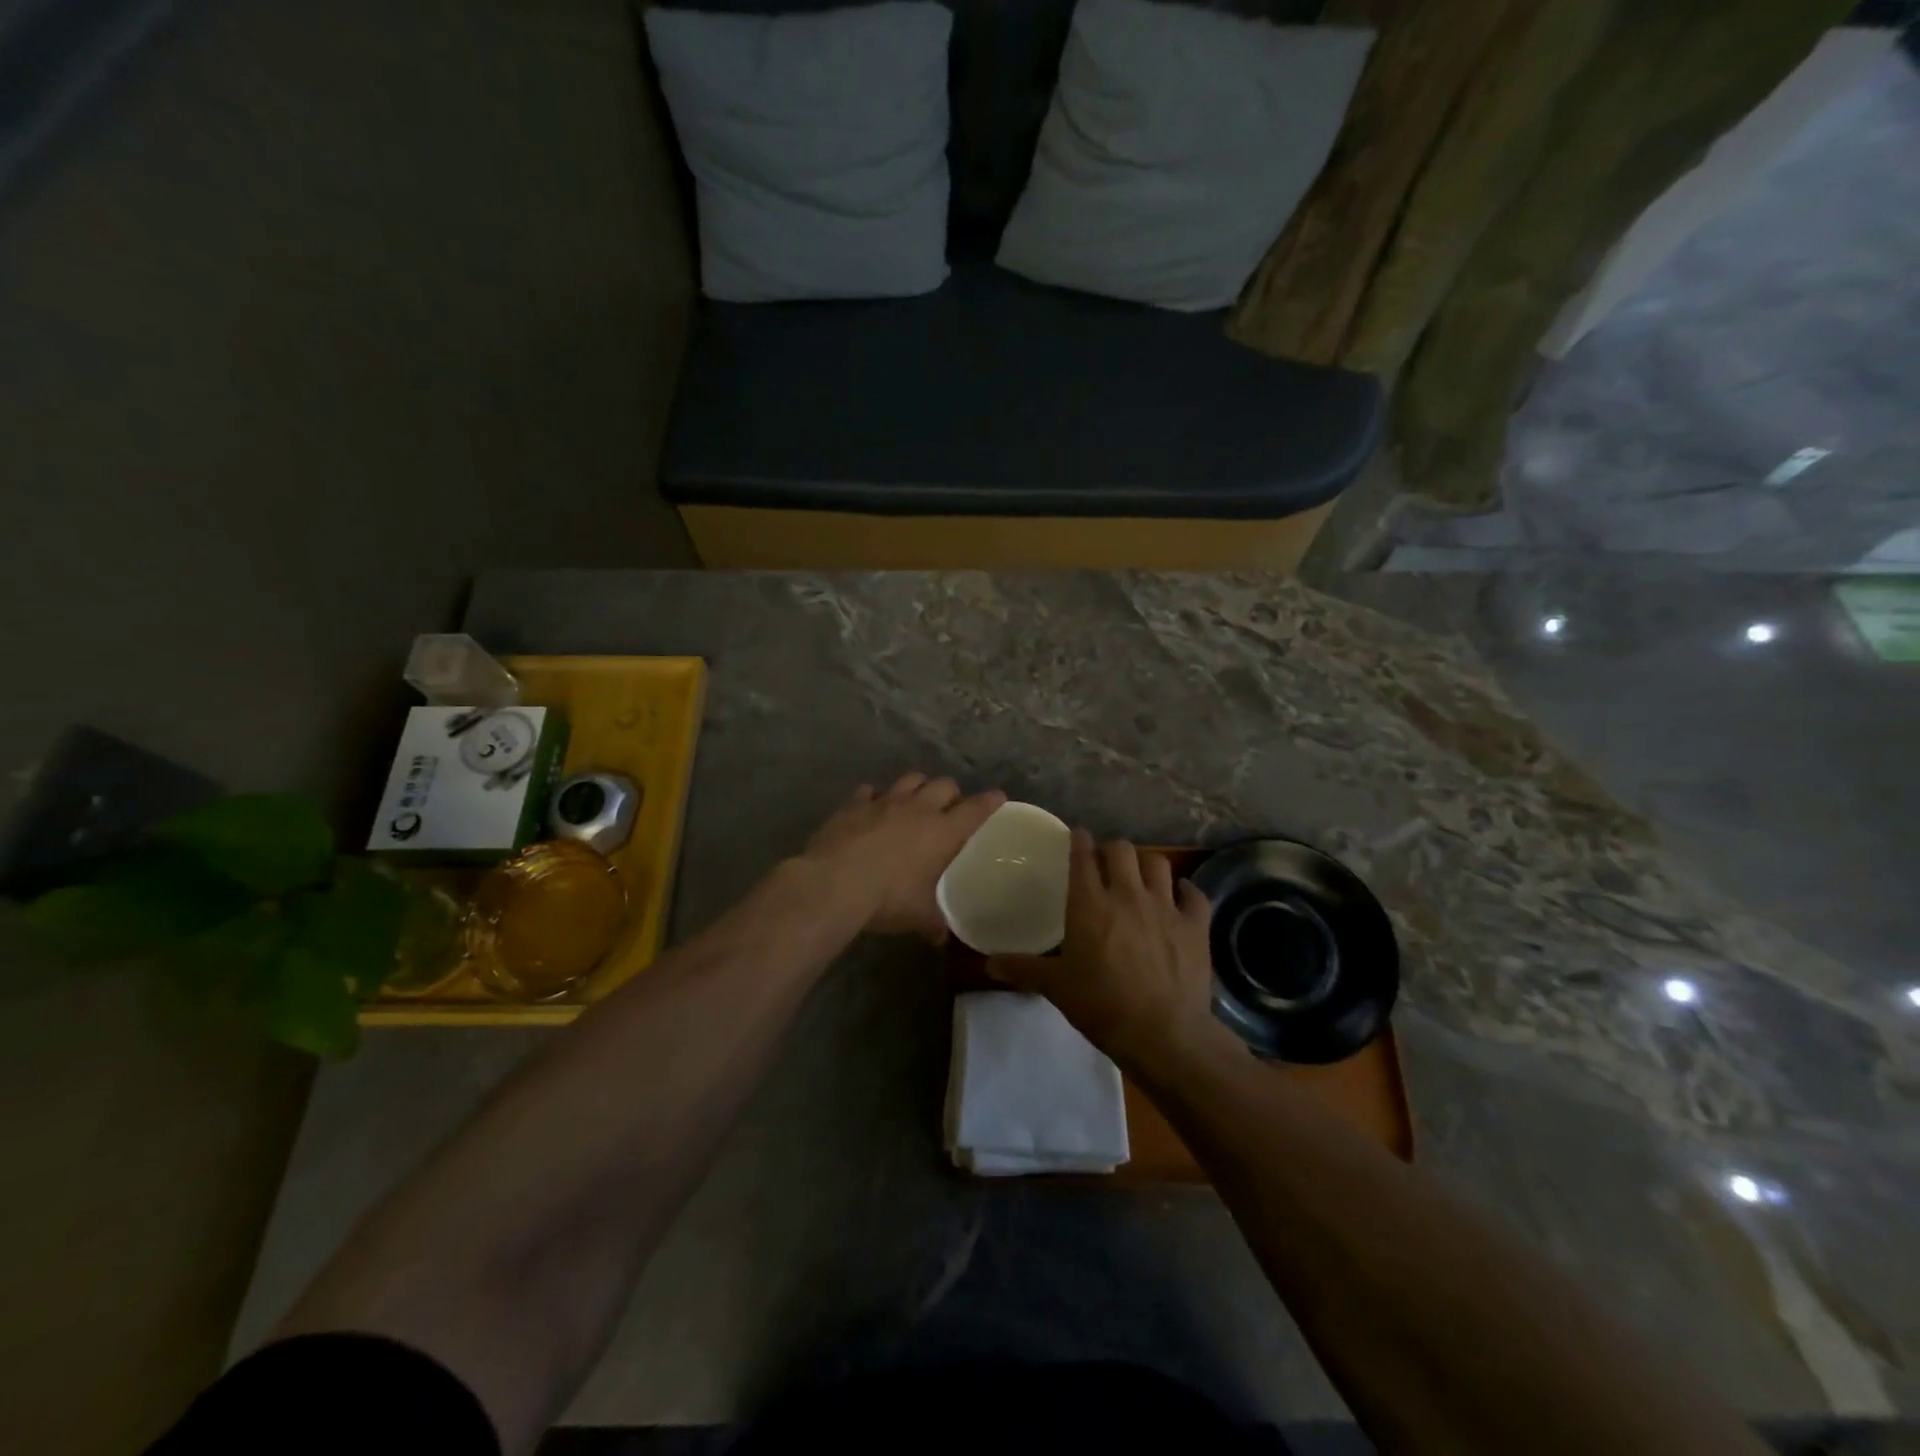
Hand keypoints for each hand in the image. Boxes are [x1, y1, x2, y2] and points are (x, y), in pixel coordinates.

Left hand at [802, 774, 1006, 938]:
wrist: (833, 884)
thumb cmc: (887, 899)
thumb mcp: (919, 917)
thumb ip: (935, 923)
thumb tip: (942, 938)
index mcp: (943, 831)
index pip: (976, 809)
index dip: (989, 802)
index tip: (997, 797)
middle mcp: (918, 808)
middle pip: (944, 785)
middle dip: (951, 793)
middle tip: (951, 808)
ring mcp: (884, 801)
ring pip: (910, 779)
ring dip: (918, 787)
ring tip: (915, 801)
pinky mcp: (855, 803)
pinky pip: (870, 791)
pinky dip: (875, 797)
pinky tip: (872, 809)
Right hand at [986, 830, 1217, 1070]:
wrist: (1163, 1033)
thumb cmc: (1101, 1006)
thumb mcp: (1056, 987)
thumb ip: (1022, 969)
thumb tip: (987, 964)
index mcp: (1090, 904)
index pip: (1082, 856)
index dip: (1079, 840)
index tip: (1077, 836)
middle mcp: (1127, 894)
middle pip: (1121, 850)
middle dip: (1112, 850)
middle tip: (1106, 863)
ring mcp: (1165, 906)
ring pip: (1158, 863)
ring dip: (1146, 864)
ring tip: (1140, 875)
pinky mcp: (1195, 925)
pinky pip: (1194, 894)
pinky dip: (1185, 891)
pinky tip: (1180, 896)